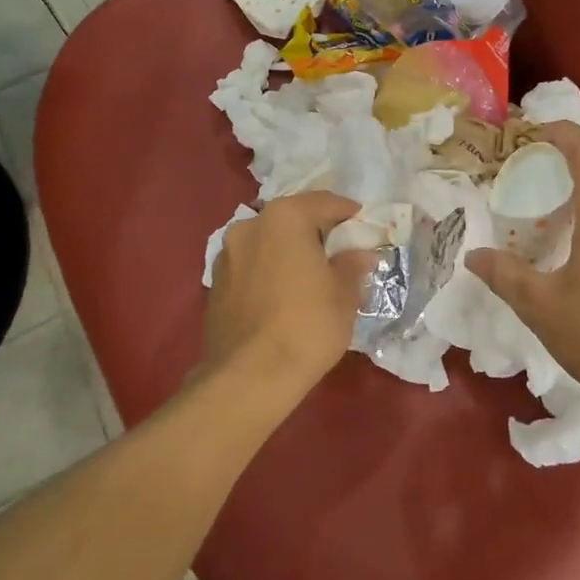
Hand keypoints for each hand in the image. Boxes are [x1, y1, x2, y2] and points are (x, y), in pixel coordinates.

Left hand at [202, 191, 376, 396]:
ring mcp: (227, 255)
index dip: (347, 213)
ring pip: (268, 243)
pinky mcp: (215, 284)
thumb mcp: (344, 295)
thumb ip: (351, 266)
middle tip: (339, 252)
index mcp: (285, 218)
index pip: (324, 202)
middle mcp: (250, 226)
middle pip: (292, 220)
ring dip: (288, 252)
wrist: (248, 377)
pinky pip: (252, 266)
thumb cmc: (307, 326)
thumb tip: (359, 254)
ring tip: (310, 277)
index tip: (363, 227)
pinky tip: (283, 296)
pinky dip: (269, 272)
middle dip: (315, 233)